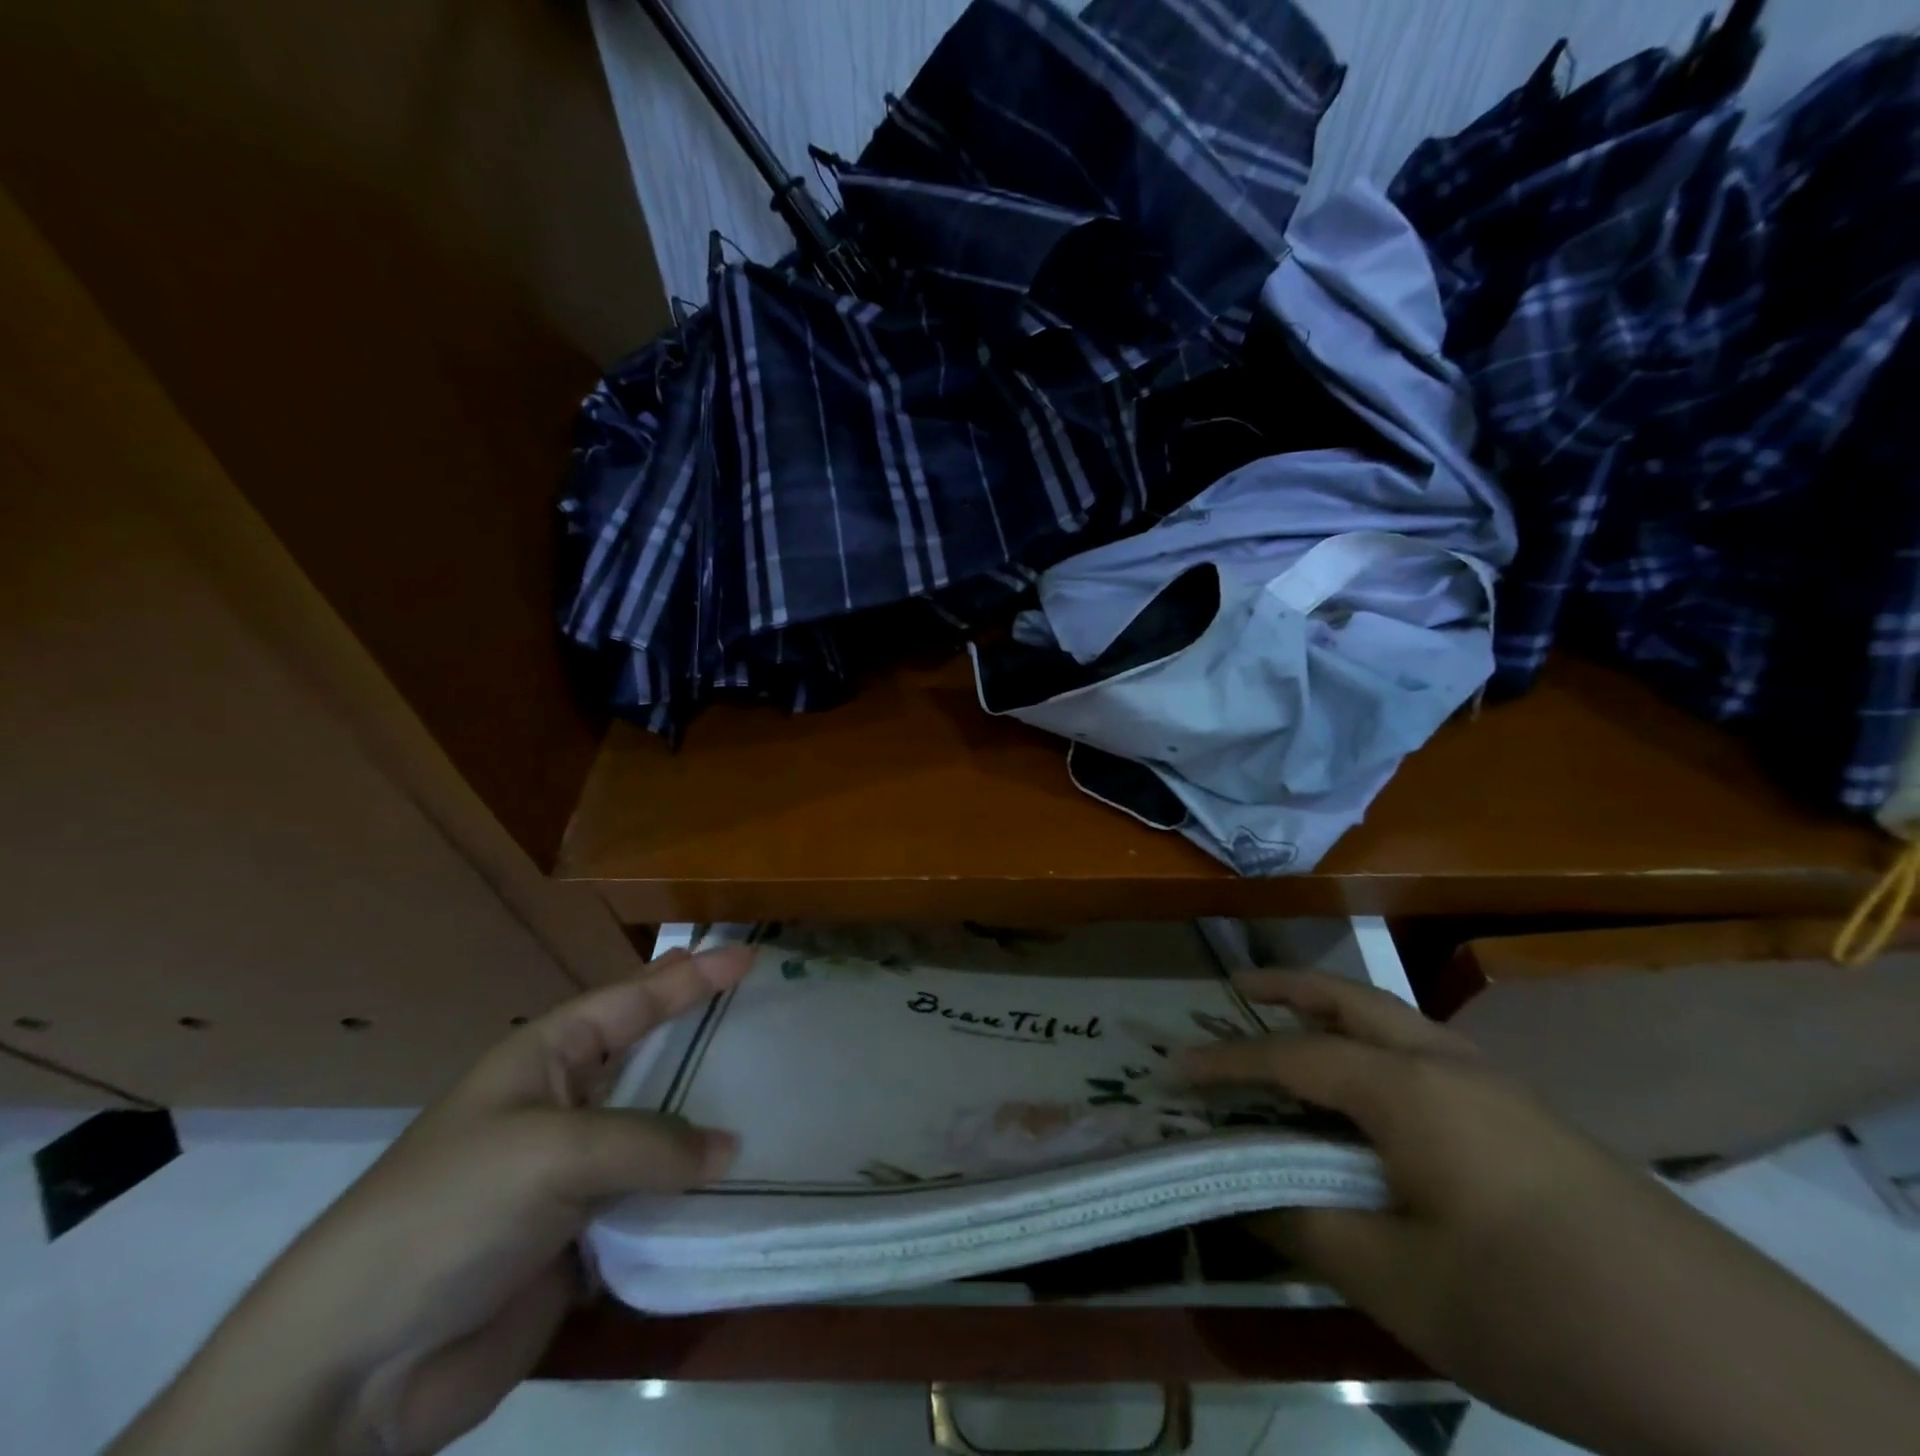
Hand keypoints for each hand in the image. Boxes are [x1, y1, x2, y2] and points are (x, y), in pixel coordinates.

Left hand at [110, 943, 753, 1455]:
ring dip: (709, 1125)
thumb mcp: (553, 1152)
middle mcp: (567, 1106)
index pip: (633, 1001)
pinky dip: (695, 1195)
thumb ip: (651, 1142)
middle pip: (651, 1061)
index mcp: (546, 1058)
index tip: (747, 958)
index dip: (691, 977)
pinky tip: (742, 1184)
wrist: (358, 1366)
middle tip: (765, 1017)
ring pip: (661, 1135)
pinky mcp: (586, 1238)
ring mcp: (576, 1174)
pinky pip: (655, 1201)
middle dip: (705, 1040)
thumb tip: (728, 1149)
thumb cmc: (451, 1211)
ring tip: (775, 1099)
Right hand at [1186, 972, 1919, 1455]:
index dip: (1225, 1063)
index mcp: (1405, 1090)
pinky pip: (1428, 1054)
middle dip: (1286, 989)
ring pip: (1395, 1020)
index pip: (1289, 1059)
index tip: (1173, 1070)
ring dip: (1335, 1011)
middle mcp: (1446, 1064)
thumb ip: (1308, 1226)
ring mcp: (1498, 1085)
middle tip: (1236, 990)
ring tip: (1295, 1027)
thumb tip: (1241, 1193)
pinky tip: (1378, 1094)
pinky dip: (1378, 1046)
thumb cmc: (1539, 1312)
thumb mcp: (1401, 1283)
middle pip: (1349, 999)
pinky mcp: (1532, 1117)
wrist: (1737, 1371)